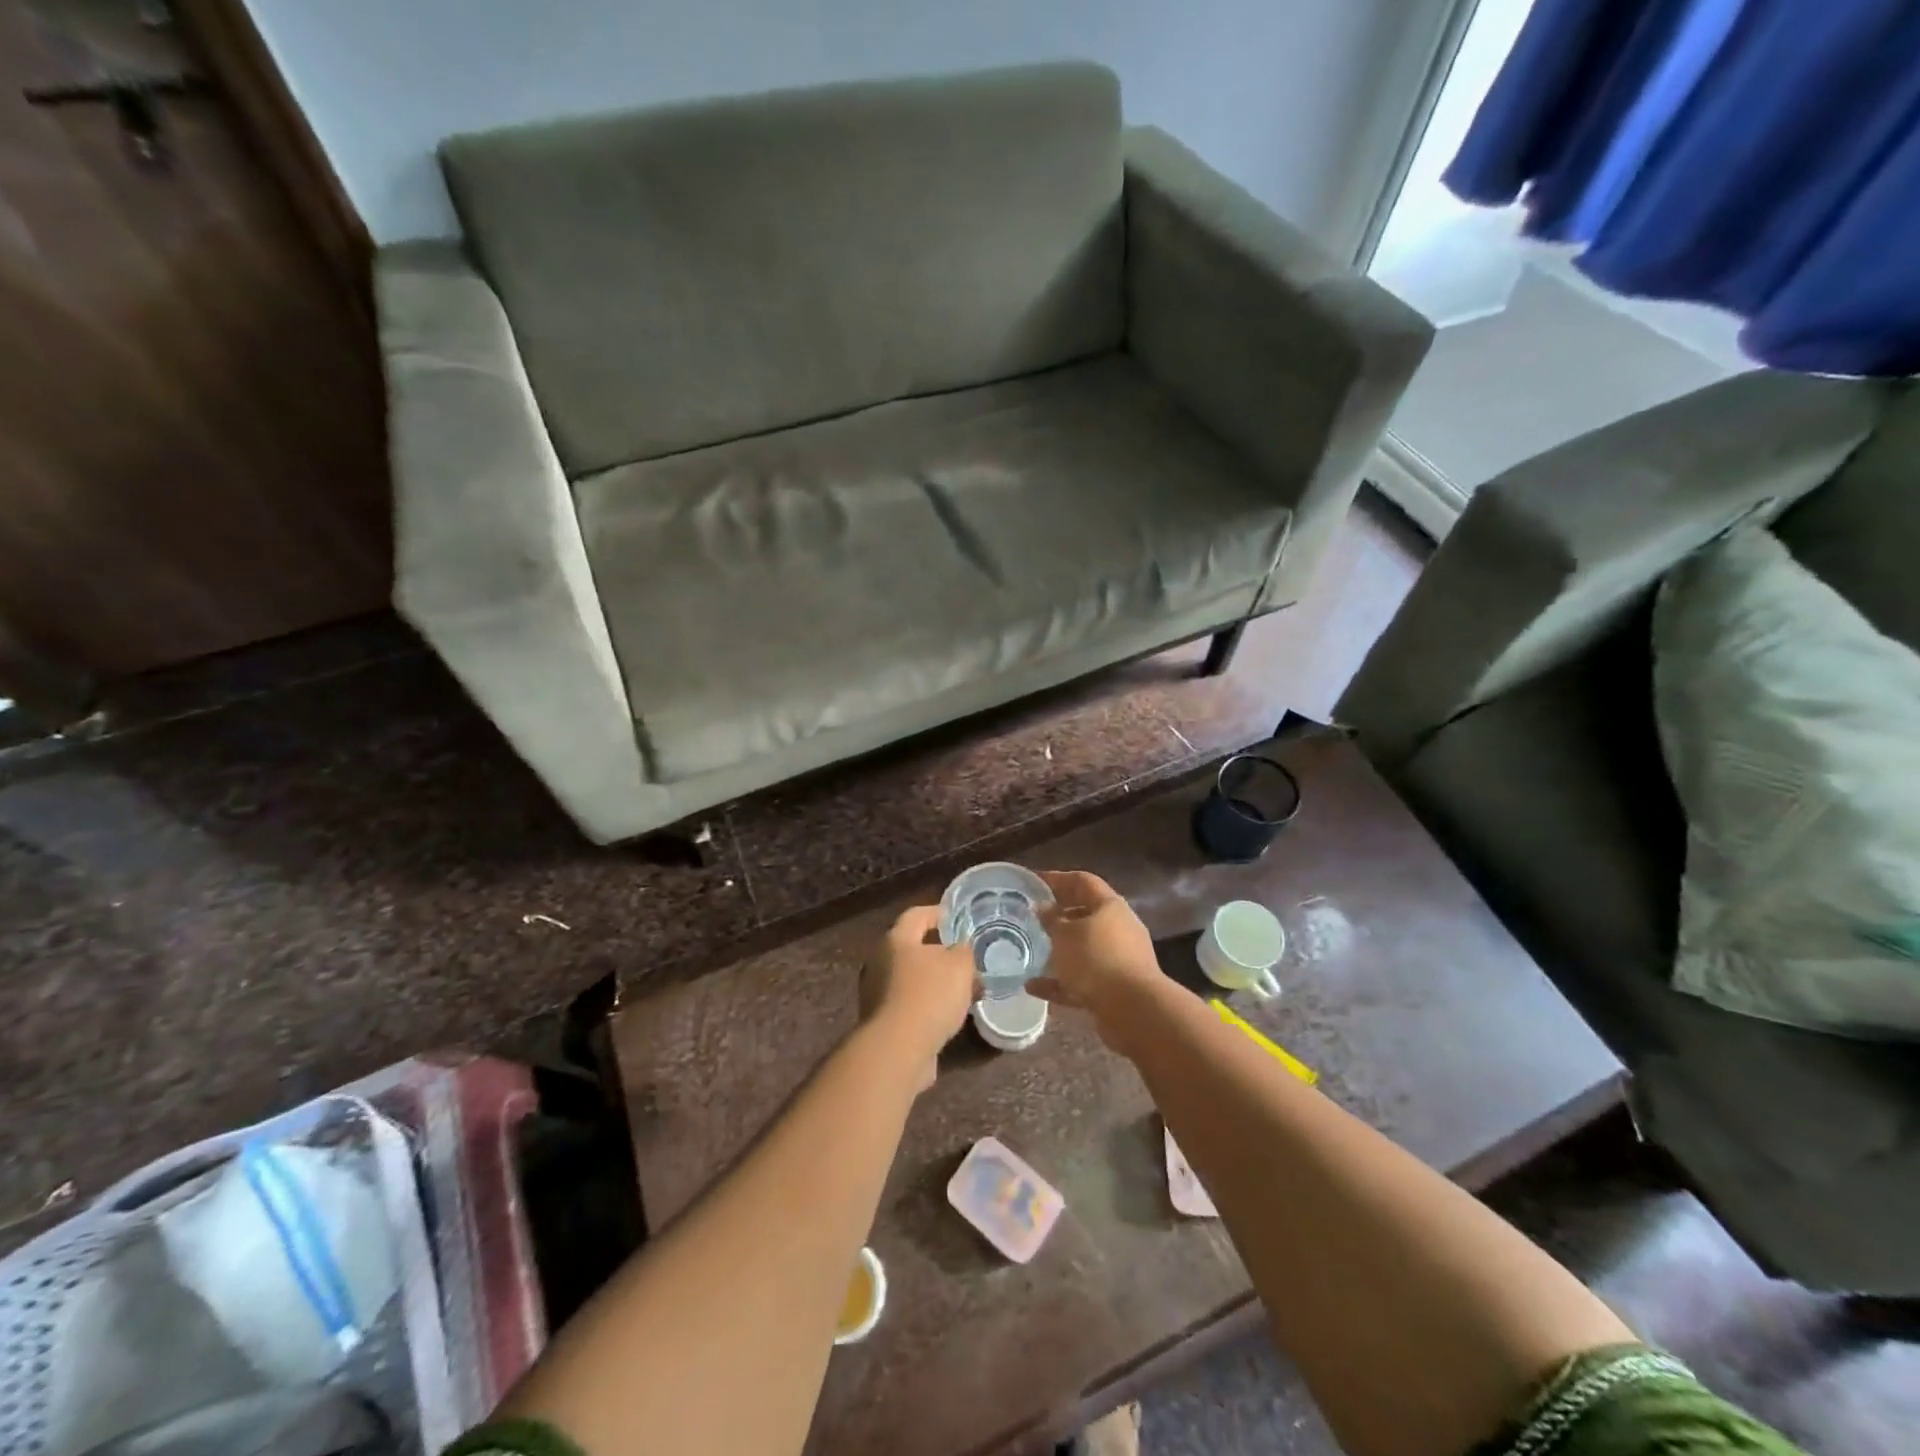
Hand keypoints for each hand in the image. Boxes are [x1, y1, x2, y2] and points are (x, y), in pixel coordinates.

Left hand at [860, 905, 978, 1089]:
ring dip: (936, 982)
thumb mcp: (959, 965)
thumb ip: (963, 951)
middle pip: (912, 948)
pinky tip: (950, 1016)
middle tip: (965, 959)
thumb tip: (960, 949)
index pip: (916, 915)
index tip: (957, 918)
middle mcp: (879, 962)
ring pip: (912, 979)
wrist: (898, 1049)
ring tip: (964, 990)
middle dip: (940, 953)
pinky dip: (928, 1006)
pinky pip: (910, 1005)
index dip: (938, 913)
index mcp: (895, 939)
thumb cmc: (929, 995)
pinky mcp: (882, 1022)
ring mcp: (876, 993)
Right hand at [1030, 870, 1166, 1053]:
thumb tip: (1042, 907)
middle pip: (1085, 914)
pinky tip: (1033, 987)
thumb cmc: (1096, 959)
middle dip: (1059, 915)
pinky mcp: (1115, 988)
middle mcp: (1119, 928)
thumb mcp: (1064, 936)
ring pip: (1084, 948)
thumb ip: (1051, 920)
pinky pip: (1083, 979)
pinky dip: (1060, 981)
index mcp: (1110, 906)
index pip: (1082, 881)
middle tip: (1032, 917)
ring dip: (1060, 950)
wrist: (1133, 1010)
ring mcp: (1120, 959)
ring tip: (1032, 950)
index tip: (1033, 881)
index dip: (1057, 878)